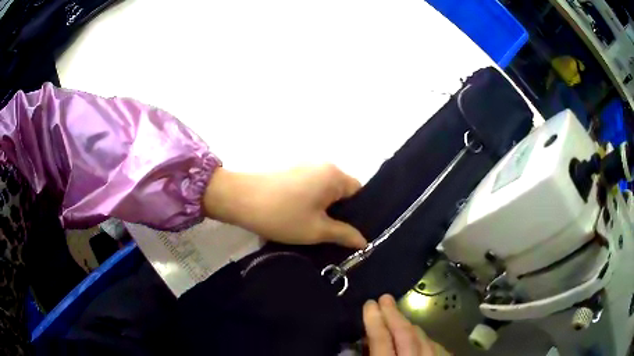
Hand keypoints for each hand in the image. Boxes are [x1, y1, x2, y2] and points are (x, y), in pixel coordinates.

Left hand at [202, 164, 366, 248]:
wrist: (238, 199)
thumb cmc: (282, 215)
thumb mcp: (317, 230)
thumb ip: (344, 234)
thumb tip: (364, 241)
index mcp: (334, 175)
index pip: (359, 193)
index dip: (357, 214)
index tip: (349, 233)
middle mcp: (323, 165)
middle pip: (342, 192)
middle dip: (339, 213)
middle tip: (333, 236)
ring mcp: (305, 166)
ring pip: (325, 191)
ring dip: (324, 209)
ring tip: (316, 230)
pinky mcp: (291, 171)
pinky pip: (311, 188)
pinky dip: (311, 203)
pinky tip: (299, 218)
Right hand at [364, 295, 449, 355]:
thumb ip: (370, 353)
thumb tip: (365, 339)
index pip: (381, 340)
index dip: (374, 321)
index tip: (370, 303)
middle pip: (406, 334)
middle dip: (394, 315)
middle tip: (385, 298)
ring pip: (424, 338)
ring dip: (410, 325)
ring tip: (399, 316)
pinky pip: (436, 347)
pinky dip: (426, 339)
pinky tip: (420, 336)